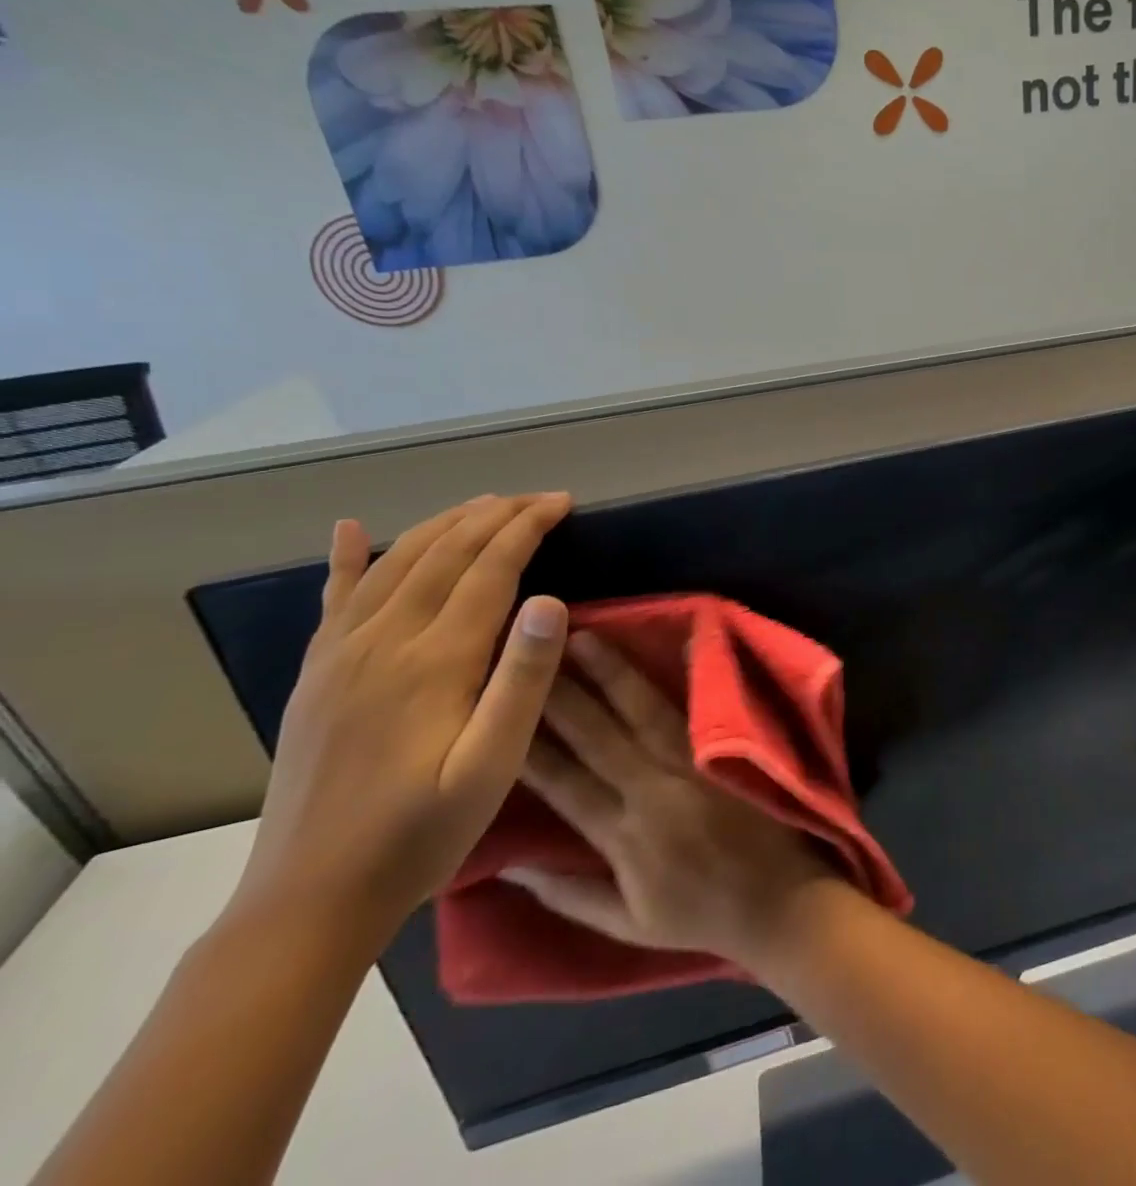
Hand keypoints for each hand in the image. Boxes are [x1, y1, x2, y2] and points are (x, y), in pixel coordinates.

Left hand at [232, 493, 573, 950]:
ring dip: (443, 525)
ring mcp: (340, 657)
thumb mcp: (492, 766)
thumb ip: (522, 680)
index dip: (527, 529)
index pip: (489, 570)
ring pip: (395, 564)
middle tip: (539, 498)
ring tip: (483, 505)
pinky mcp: (316, 676)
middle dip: (494, 516)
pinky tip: (350, 529)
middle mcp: (382, 643)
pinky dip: (346, 558)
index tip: (562, 504)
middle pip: (443, 555)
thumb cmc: (421, 833)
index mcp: (433, 661)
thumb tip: (551, 600)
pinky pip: (334, 600)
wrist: (310, 900)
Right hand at [508, 629, 829, 964]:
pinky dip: (693, 672)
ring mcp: (695, 764)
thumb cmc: (701, 916)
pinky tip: (682, 639)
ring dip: (614, 673)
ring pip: (646, 711)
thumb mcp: (626, 925)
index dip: (529, 748)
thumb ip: (567, 895)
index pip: (566, 784)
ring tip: (585, 638)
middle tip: (534, 652)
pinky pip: (703, 707)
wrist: (781, 901)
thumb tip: (508, 865)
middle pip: (599, 736)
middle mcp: (655, 790)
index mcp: (624, 836)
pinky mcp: (728, 750)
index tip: (500, 711)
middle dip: (563, 694)